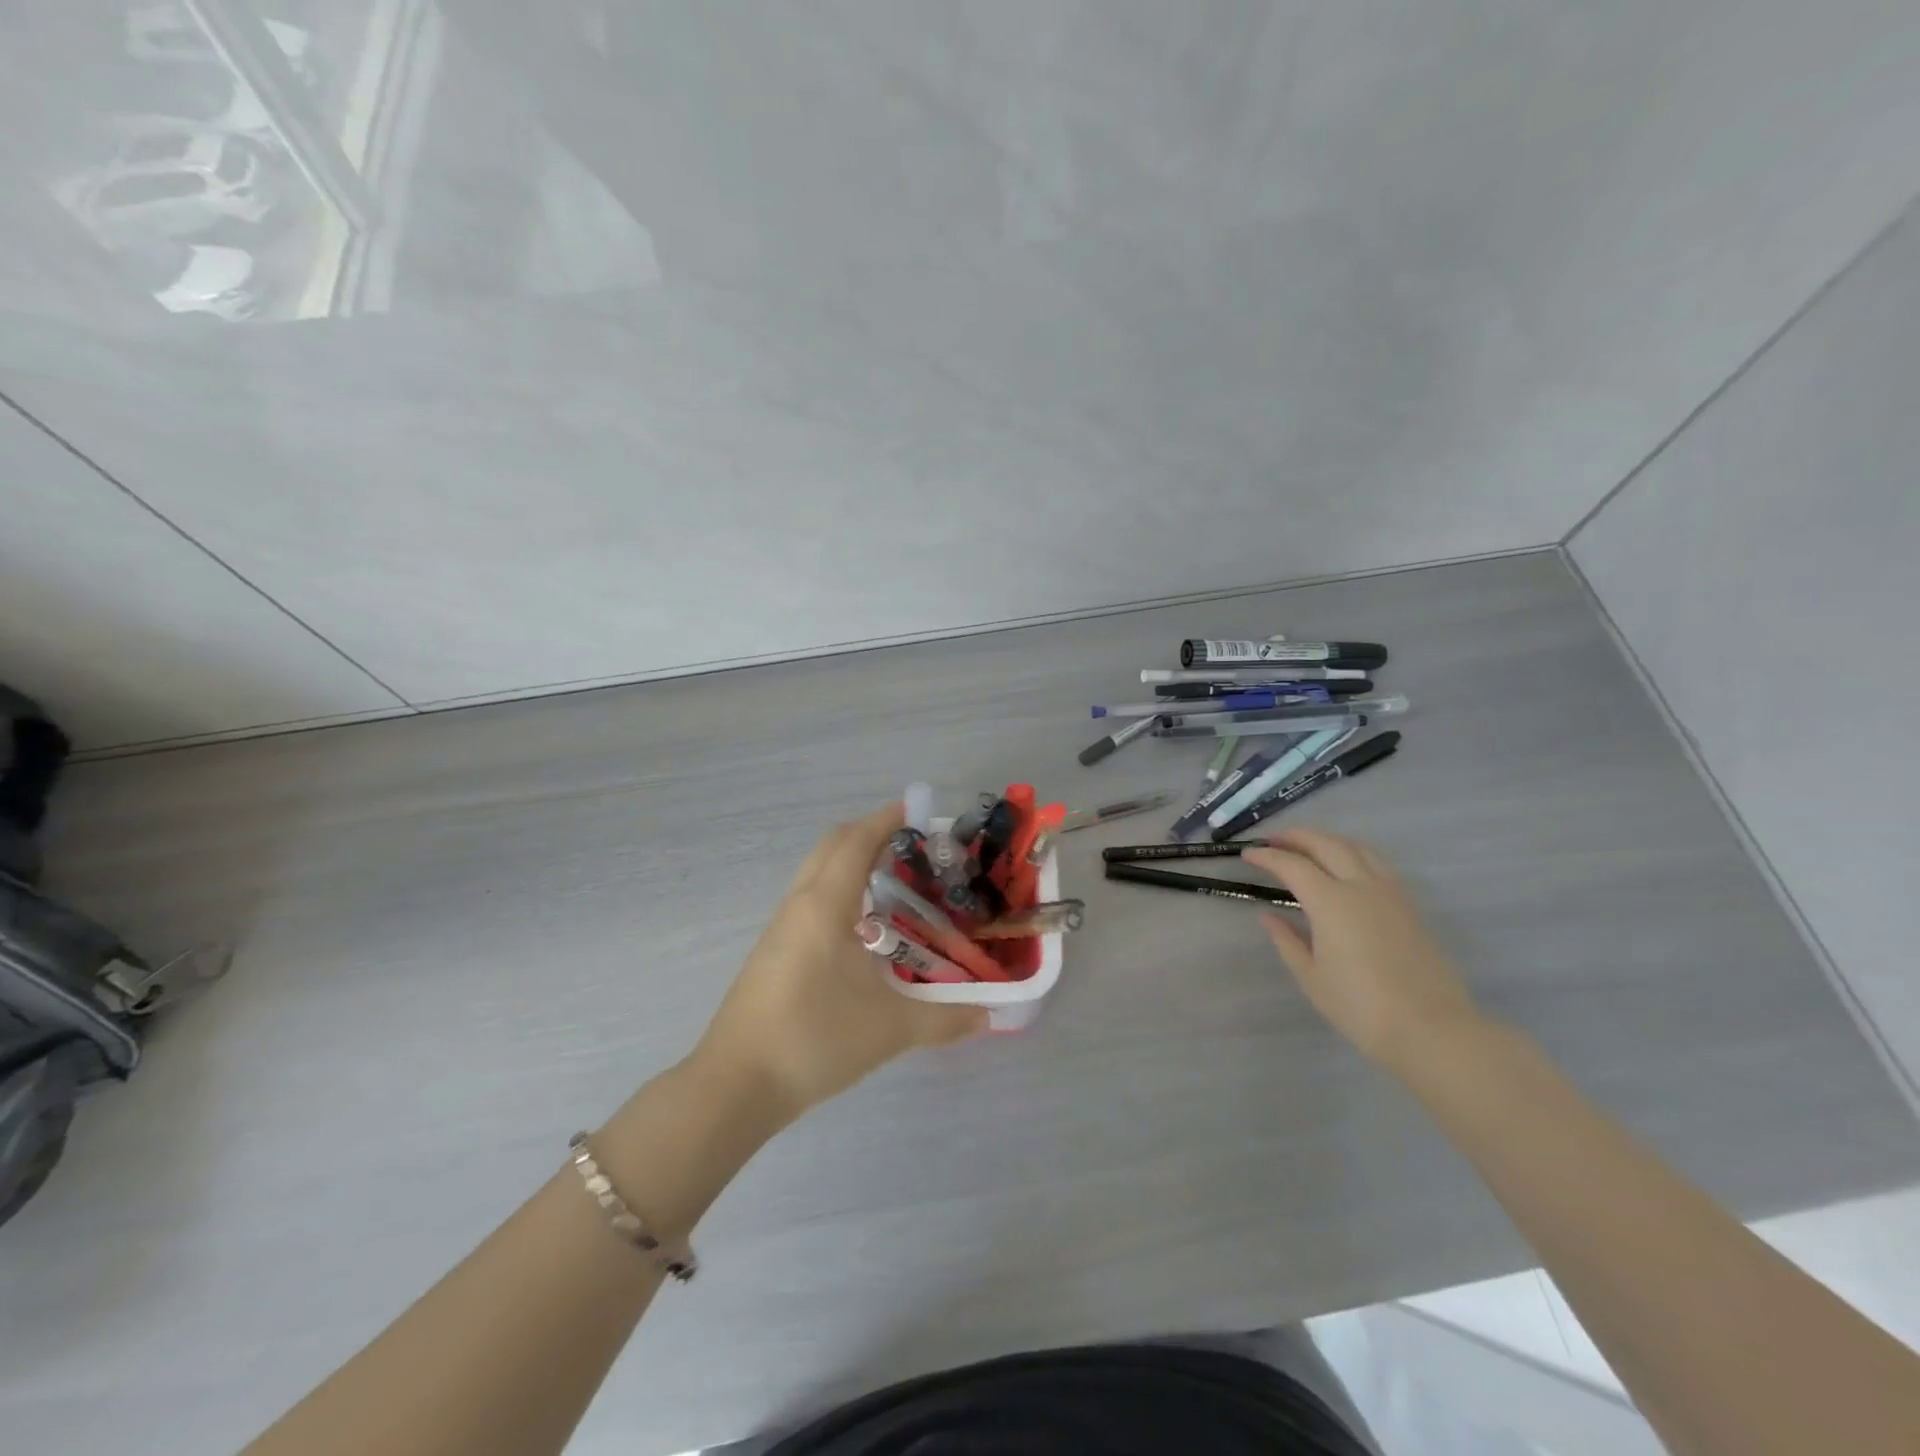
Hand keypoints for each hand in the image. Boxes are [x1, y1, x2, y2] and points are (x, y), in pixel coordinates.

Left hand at [692, 803, 987, 1123]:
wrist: (735, 1085)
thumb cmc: (814, 1040)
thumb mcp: (889, 1030)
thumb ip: (945, 1020)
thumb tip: (990, 1016)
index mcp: (826, 905)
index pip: (857, 840)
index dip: (887, 818)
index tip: (920, 809)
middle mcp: (800, 904)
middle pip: (832, 845)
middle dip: (870, 832)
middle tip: (913, 844)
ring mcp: (780, 927)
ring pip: (817, 871)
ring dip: (851, 861)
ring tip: (895, 880)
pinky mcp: (772, 951)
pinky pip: (809, 899)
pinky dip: (838, 889)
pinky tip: (863, 926)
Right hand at [1243, 828, 1483, 1068]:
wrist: (1432, 1030)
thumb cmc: (1361, 1007)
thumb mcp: (1311, 977)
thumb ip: (1287, 940)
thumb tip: (1269, 917)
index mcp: (1330, 902)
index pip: (1292, 865)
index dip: (1266, 856)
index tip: (1248, 854)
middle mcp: (1361, 886)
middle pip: (1326, 844)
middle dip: (1297, 837)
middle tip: (1274, 840)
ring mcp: (1390, 893)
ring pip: (1356, 848)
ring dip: (1327, 840)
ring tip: (1309, 846)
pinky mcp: (1409, 906)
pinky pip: (1377, 863)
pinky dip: (1354, 853)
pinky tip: (1347, 867)